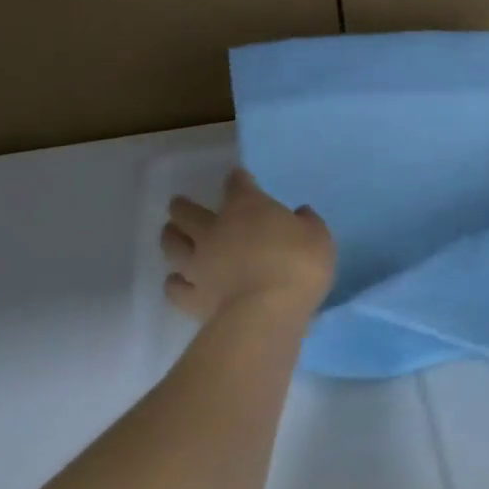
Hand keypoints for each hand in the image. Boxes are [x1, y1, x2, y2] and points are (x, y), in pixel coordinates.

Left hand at [161, 168, 334, 322]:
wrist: (267, 311)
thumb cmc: (298, 266)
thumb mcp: (319, 238)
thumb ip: (308, 223)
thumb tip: (301, 214)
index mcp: (247, 208)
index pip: (237, 185)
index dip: (238, 179)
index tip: (239, 177)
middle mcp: (214, 230)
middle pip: (188, 212)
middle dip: (183, 206)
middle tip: (179, 204)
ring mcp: (198, 264)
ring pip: (172, 244)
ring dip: (170, 236)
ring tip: (170, 232)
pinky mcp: (192, 297)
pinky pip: (174, 286)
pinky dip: (174, 281)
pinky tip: (176, 280)